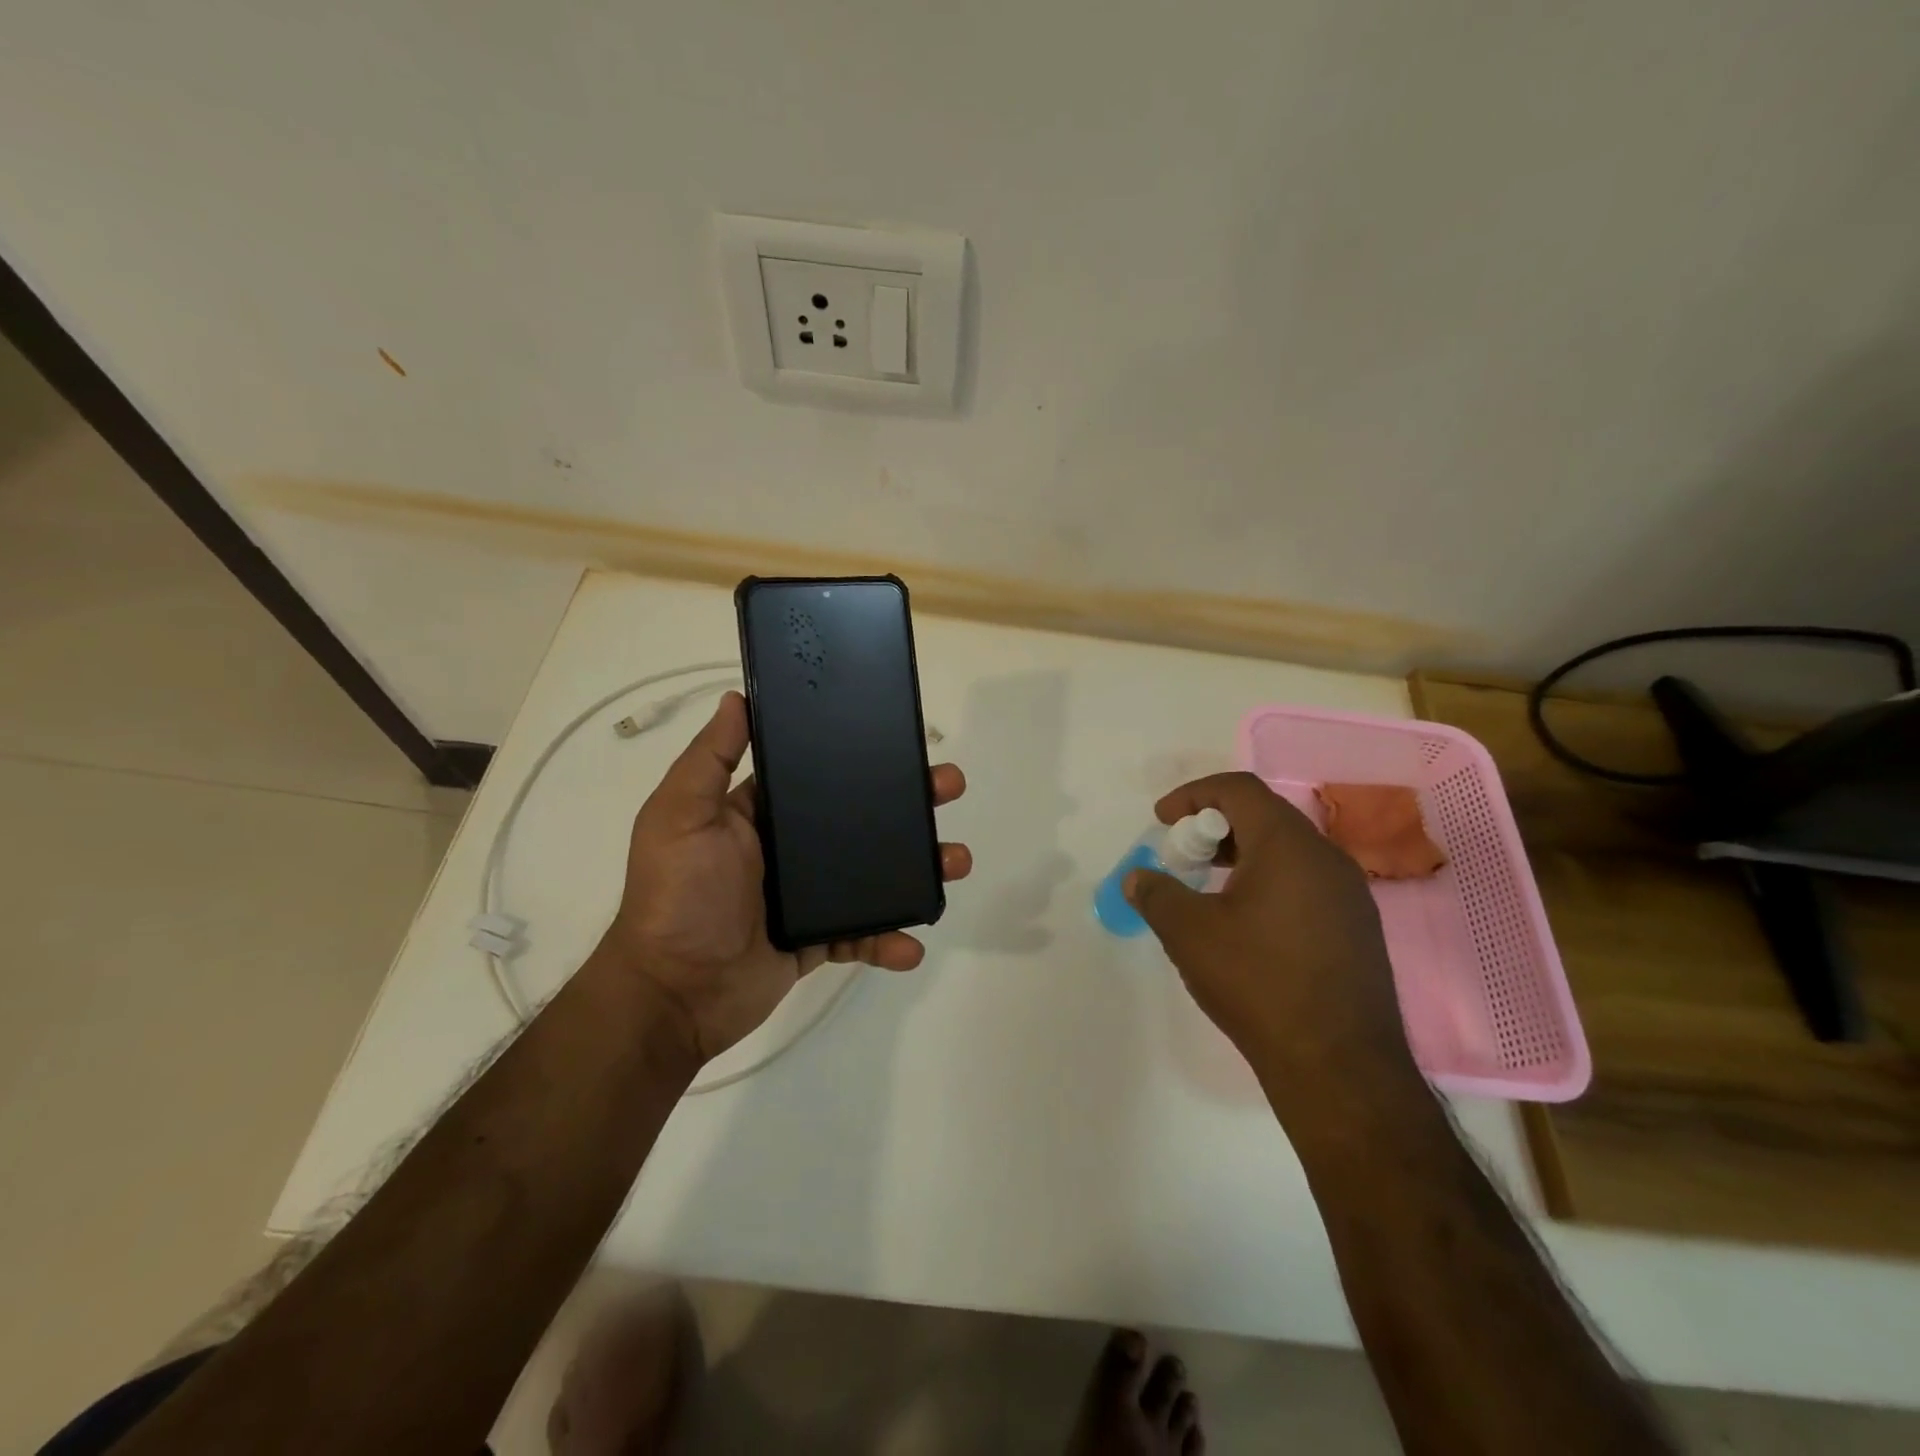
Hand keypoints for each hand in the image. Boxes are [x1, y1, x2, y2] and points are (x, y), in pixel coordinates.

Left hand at [598, 691, 970, 1063]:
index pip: (819, 773)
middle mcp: (790, 849)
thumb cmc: (677, 896)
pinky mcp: (819, 939)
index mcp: (762, 812)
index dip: (861, 756)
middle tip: (949, 788)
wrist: (673, 994)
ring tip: (955, 861)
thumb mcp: (680, 816)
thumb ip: (709, 759)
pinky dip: (890, 939)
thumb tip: (737, 697)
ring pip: (875, 874)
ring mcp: (808, 896)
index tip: (903, 740)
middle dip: (909, 804)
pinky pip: (864, 934)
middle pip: (861, 819)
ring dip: (918, 867)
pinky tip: (912, 943)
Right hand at [1123, 772, 1420, 1128]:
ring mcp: (1350, 893)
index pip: (1238, 790)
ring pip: (1288, 849)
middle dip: (1215, 825)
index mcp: (1287, 845)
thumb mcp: (1189, 934)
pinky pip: (1307, 880)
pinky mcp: (1358, 926)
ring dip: (1242, 853)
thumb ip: (1156, 894)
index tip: (1162, 819)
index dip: (1193, 794)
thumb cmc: (1257, 983)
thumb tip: (1137, 877)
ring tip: (1209, 885)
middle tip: (1183, 854)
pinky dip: (1269, 879)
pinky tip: (1247, 920)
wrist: (1339, 1065)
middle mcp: (1326, 857)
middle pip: (1265, 815)